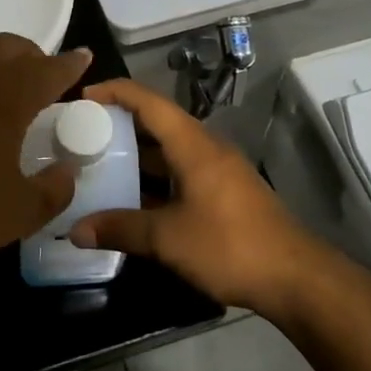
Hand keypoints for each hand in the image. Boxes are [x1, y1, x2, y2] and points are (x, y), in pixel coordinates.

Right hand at [69, 79, 333, 316]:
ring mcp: (218, 171)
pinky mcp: (224, 193)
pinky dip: (155, 177)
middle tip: (82, 133)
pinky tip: (133, 197)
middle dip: (120, 124)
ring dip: (137, 154)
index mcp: (193, 145)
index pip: (149, 102)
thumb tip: (76, 230)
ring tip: (99, 163)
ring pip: (170, 150)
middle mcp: (206, 148)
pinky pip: (181, 171)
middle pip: (158, 123)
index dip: (115, 92)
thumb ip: (121, 229)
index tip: (83, 97)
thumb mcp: (167, 239)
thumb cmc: (229, 245)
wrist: (294, 278)